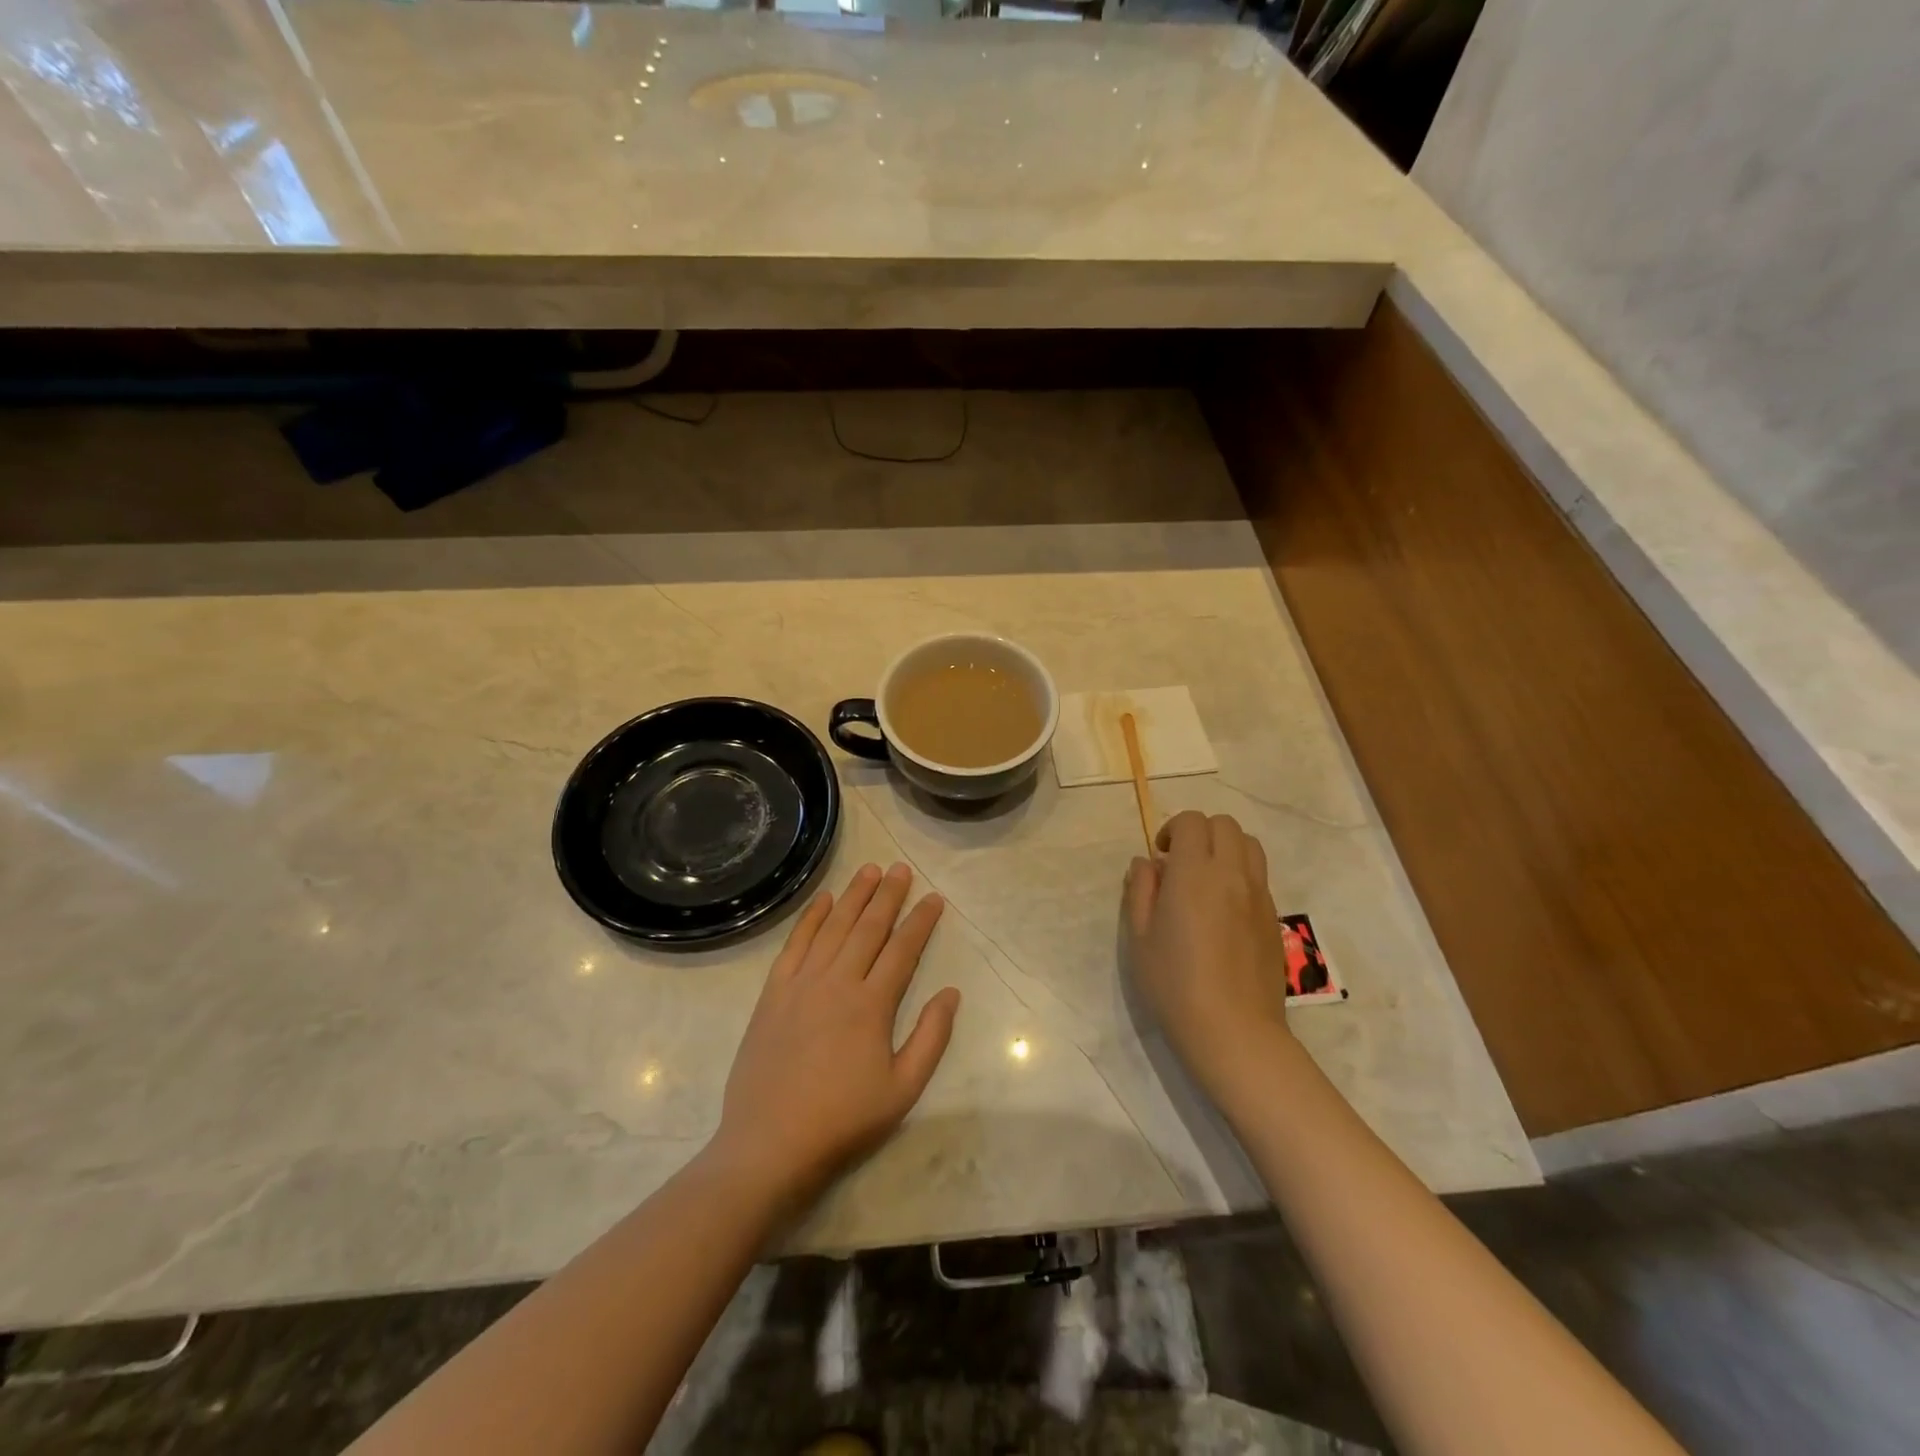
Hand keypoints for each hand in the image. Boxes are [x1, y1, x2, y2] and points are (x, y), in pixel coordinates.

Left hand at [709, 862, 960, 1210]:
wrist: (769, 1143)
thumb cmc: (843, 1119)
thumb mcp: (903, 1089)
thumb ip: (931, 1038)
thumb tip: (951, 993)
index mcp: (872, 1004)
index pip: (903, 949)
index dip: (921, 920)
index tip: (934, 897)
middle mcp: (838, 982)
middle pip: (868, 927)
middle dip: (888, 895)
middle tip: (901, 869)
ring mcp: (802, 983)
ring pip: (834, 927)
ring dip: (853, 896)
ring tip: (869, 870)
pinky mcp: (773, 993)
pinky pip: (795, 944)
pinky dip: (810, 918)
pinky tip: (823, 900)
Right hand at [1125, 811, 1293, 1099]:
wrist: (1233, 1030)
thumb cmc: (1175, 984)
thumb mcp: (1140, 937)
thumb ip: (1141, 890)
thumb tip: (1146, 863)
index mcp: (1195, 874)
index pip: (1192, 822)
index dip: (1173, 829)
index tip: (1161, 856)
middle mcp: (1232, 874)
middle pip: (1225, 824)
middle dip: (1200, 832)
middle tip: (1181, 864)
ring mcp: (1259, 895)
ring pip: (1250, 845)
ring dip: (1226, 848)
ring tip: (1206, 879)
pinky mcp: (1274, 918)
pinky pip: (1260, 876)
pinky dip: (1241, 874)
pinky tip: (1224, 909)